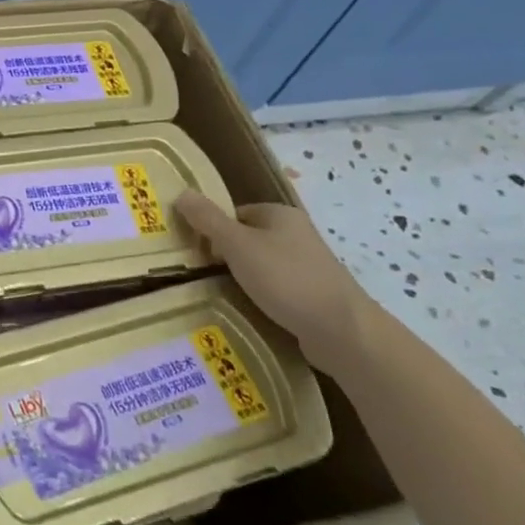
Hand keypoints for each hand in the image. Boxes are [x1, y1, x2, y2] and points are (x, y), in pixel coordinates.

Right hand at [173, 194, 373, 370]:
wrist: (343, 331)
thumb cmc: (286, 279)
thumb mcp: (238, 245)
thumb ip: (208, 220)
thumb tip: (181, 193)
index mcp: (281, 214)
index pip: (236, 213)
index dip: (214, 230)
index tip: (198, 252)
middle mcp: (297, 234)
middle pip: (249, 239)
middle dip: (228, 256)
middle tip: (206, 275)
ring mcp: (309, 266)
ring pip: (263, 266)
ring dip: (245, 279)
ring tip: (226, 295)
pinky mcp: (315, 295)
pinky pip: (279, 290)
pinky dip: (264, 298)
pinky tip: (253, 311)